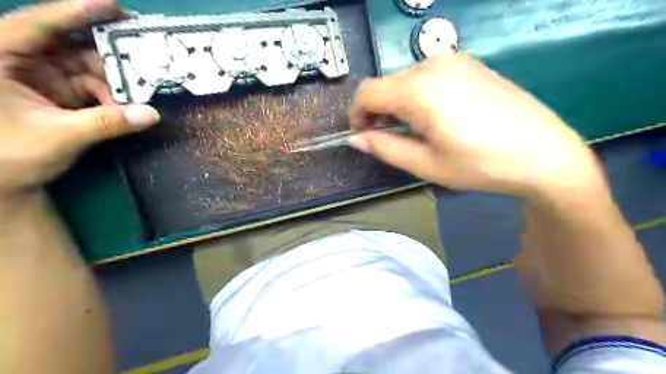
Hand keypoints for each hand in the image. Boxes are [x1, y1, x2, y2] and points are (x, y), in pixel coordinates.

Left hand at [0, 0, 158, 196]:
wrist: (3, 182)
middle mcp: (20, 61)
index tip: (115, 6)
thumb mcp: (60, 136)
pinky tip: (126, 107)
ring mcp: (41, 78)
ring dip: (116, 82)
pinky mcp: (58, 94)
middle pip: (71, 45)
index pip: (39, 25)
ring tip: (140, 93)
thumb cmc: (9, 156)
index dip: (77, 11)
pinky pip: (92, 87)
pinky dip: (112, 97)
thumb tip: (152, 115)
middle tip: (144, 53)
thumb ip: (107, 123)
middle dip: (109, 53)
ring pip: (87, 68)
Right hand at [349, 55, 603, 198]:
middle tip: (393, 139)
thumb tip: (358, 139)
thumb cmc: (480, 164)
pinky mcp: (470, 64)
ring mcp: (455, 61)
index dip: (357, 115)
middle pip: (387, 84)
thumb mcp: (426, 164)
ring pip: (406, 79)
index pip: (368, 92)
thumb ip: (385, 148)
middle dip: (380, 111)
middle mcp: (434, 65)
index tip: (365, 136)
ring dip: (399, 104)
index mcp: (419, 90)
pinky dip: (419, 95)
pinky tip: (438, 117)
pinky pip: (429, 76)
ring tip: (417, 131)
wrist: (544, 153)